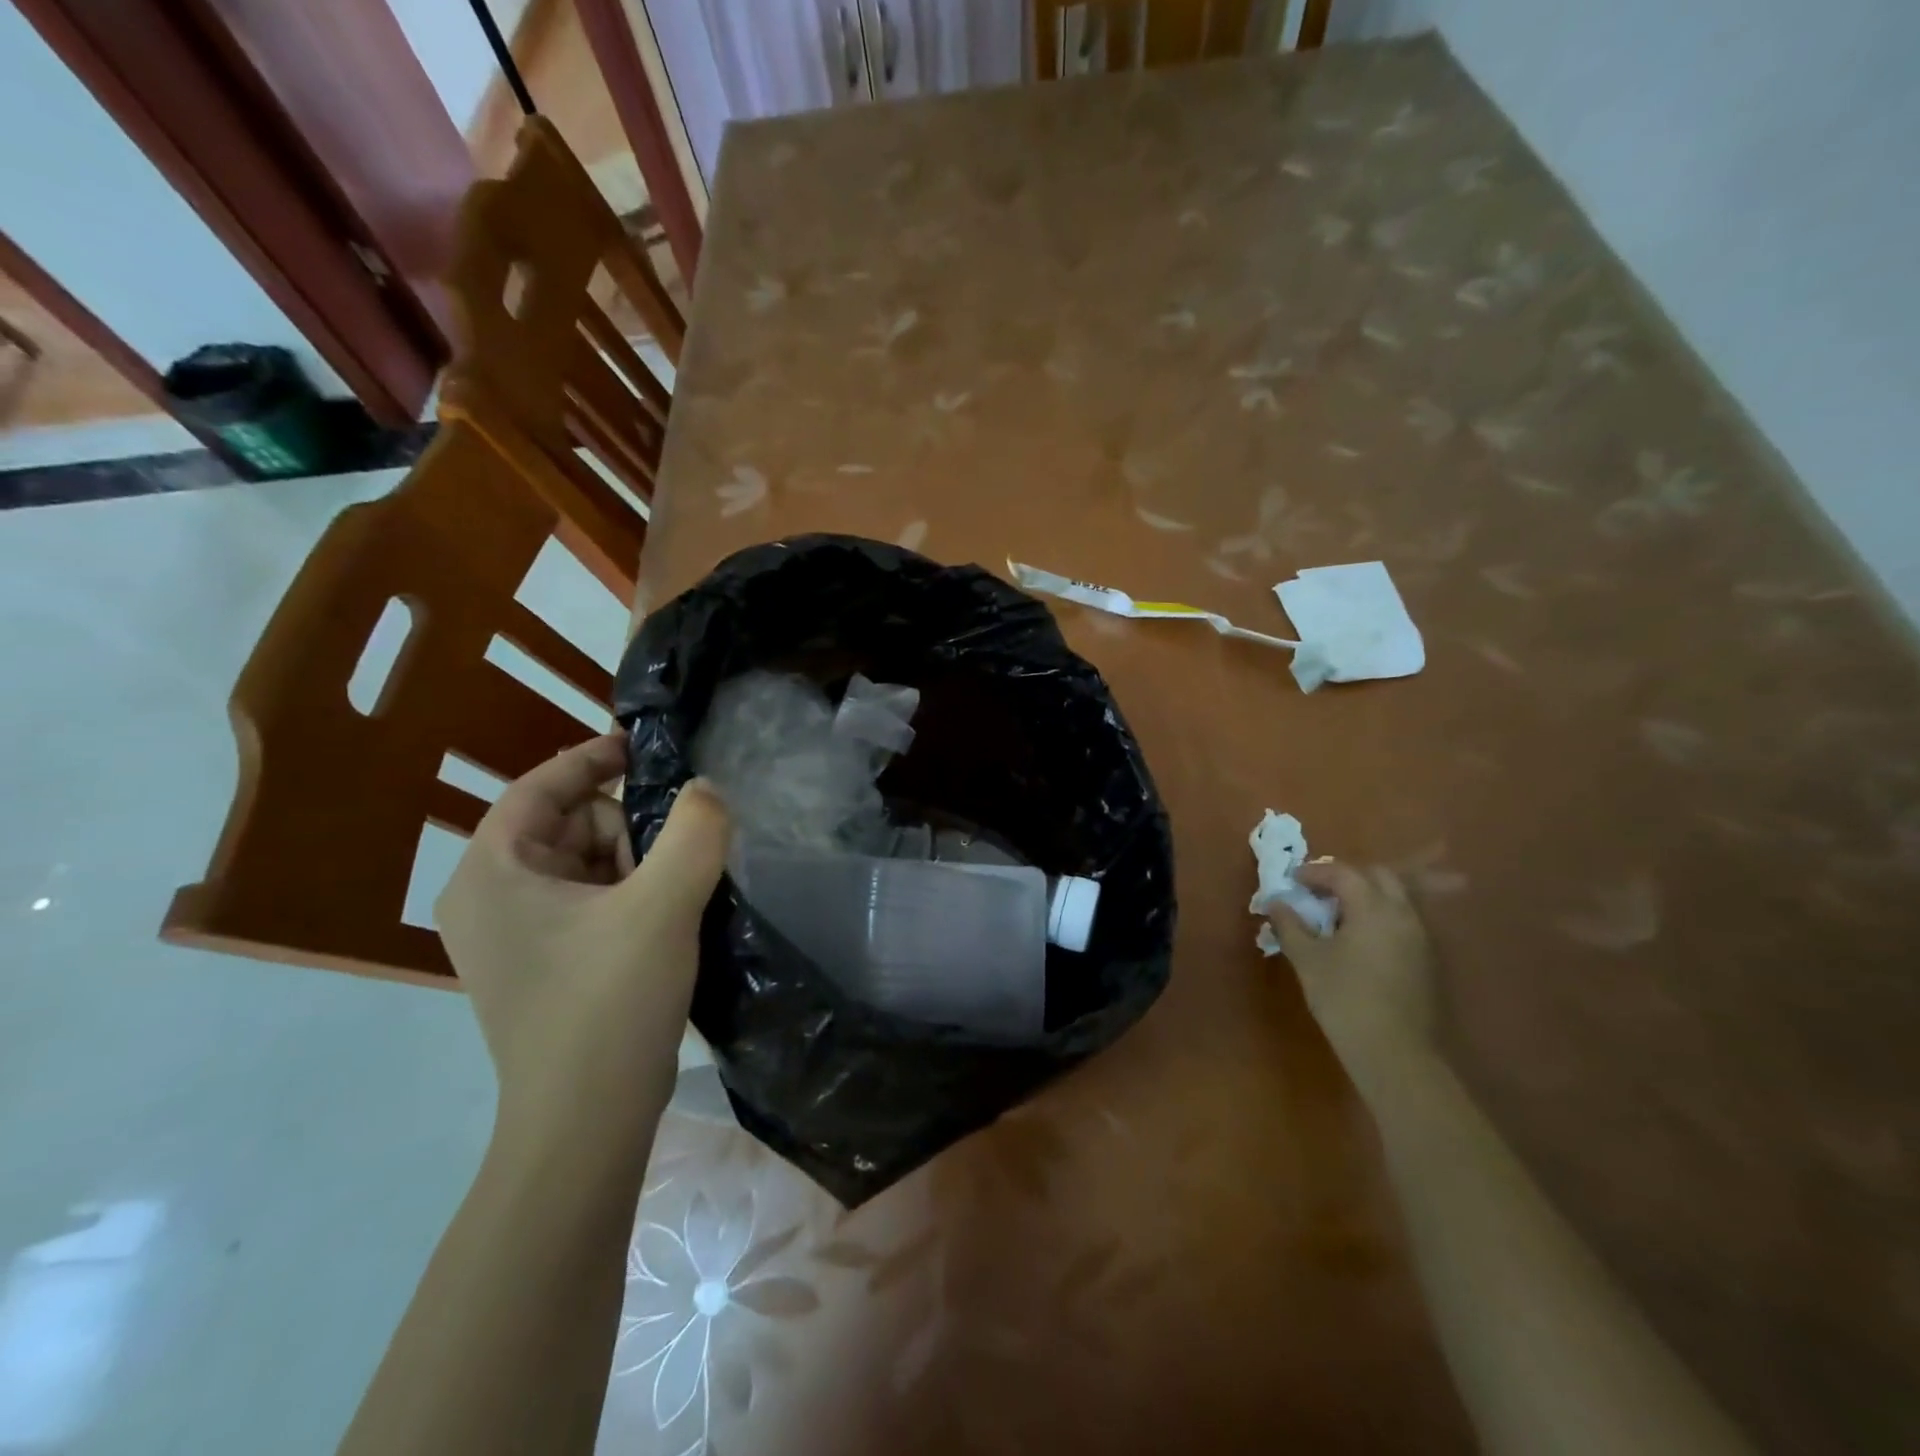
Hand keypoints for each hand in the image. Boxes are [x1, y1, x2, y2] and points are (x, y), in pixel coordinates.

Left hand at [435, 733, 730, 1133]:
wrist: (587, 1122)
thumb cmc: (609, 1003)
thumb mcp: (663, 905)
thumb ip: (694, 831)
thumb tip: (707, 788)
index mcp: (491, 873)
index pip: (538, 787)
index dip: (592, 759)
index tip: (646, 748)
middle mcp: (489, 899)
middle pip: (568, 825)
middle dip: (626, 830)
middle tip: (671, 862)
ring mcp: (514, 936)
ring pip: (585, 863)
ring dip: (635, 865)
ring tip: (673, 898)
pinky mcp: (543, 964)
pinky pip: (589, 901)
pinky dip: (630, 895)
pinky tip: (665, 919)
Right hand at [1273, 861, 1437, 1101]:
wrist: (1395, 1053)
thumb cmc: (1344, 999)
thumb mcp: (1307, 959)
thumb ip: (1290, 925)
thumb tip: (1277, 903)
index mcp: (1373, 907)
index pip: (1343, 873)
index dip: (1315, 872)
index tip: (1292, 880)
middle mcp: (1402, 914)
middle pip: (1377, 877)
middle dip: (1346, 878)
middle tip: (1318, 892)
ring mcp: (1420, 937)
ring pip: (1394, 899)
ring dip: (1365, 898)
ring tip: (1336, 917)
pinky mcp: (1426, 960)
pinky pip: (1401, 922)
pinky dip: (1378, 918)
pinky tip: (1358, 942)